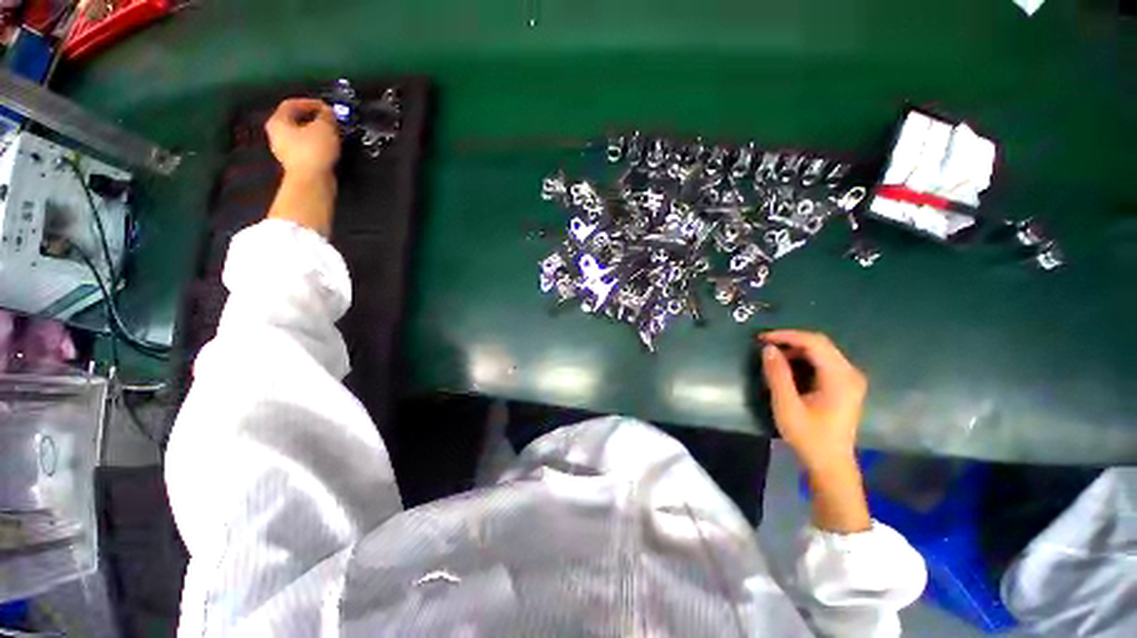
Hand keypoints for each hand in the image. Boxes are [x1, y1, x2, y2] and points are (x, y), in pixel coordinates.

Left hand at [265, 98, 340, 176]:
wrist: (313, 181)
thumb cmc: (314, 150)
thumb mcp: (324, 127)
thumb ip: (327, 116)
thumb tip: (328, 112)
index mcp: (277, 122)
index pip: (291, 104)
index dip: (310, 102)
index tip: (326, 107)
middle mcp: (277, 135)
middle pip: (296, 121)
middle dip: (314, 119)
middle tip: (330, 120)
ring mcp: (286, 151)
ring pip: (302, 135)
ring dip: (317, 133)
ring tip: (333, 134)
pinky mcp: (297, 164)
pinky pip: (307, 149)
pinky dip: (318, 146)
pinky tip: (329, 148)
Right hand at [760, 330, 866, 472]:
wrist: (831, 463)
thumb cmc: (809, 436)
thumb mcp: (787, 406)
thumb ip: (777, 375)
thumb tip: (768, 348)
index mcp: (840, 377)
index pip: (815, 342)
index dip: (787, 336)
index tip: (762, 338)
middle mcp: (850, 373)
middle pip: (820, 343)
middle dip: (790, 340)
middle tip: (764, 344)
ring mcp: (850, 379)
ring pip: (822, 351)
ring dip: (796, 348)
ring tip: (772, 355)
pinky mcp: (845, 385)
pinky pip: (824, 361)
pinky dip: (804, 358)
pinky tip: (788, 366)